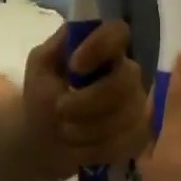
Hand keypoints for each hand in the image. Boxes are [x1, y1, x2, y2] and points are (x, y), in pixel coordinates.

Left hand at [19, 21, 150, 171]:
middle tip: (59, 109)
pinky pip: (125, 143)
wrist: (46, 140)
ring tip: (64, 131)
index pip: (118, 32)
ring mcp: (138, 105)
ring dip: (86, 129)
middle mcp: (128, 73)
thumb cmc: (45, 96)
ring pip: (124, 117)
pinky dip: (95, 149)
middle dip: (87, 102)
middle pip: (124, 82)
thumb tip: (75, 32)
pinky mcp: (139, 135)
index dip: (100, 47)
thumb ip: (57, 47)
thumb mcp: (41, 66)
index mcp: (105, 49)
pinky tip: (79, 148)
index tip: (75, 66)